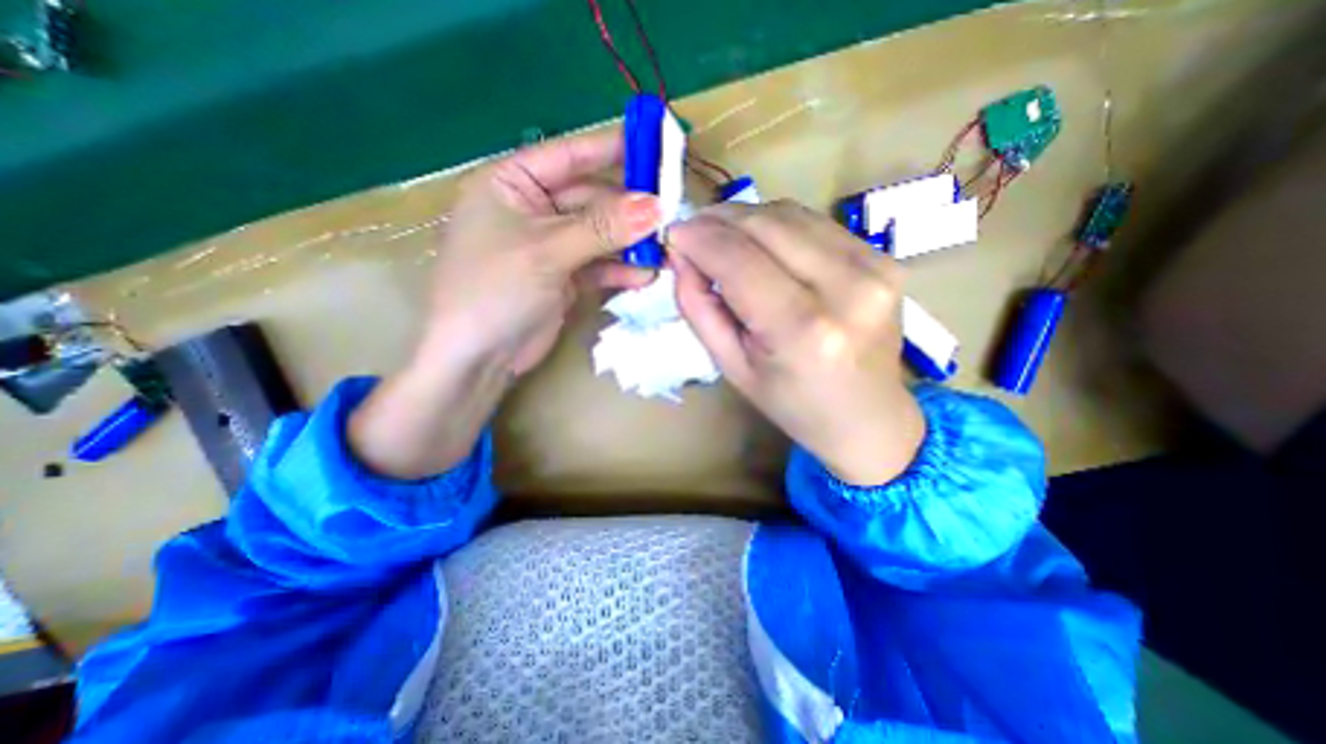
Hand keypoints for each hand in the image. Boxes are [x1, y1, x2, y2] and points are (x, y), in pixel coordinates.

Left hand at [351, 127, 663, 479]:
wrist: (479, 358)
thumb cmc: (494, 290)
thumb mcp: (547, 251)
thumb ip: (602, 228)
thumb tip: (655, 206)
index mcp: (512, 184)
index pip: (569, 156)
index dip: (611, 149)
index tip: (655, 145)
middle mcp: (533, 210)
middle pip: (592, 199)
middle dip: (629, 209)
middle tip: (669, 214)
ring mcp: (552, 246)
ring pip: (600, 235)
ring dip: (630, 243)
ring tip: (663, 249)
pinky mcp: (565, 277)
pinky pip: (599, 265)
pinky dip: (620, 269)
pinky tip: (644, 275)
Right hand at [669, 201, 923, 487]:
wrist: (867, 416)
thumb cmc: (792, 403)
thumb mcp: (732, 366)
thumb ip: (699, 308)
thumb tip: (682, 255)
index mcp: (802, 330)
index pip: (738, 260)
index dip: (699, 239)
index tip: (672, 234)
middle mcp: (846, 288)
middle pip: (765, 225)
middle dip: (718, 220)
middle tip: (691, 231)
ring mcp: (874, 266)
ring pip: (790, 214)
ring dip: (745, 218)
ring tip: (722, 237)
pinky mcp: (884, 257)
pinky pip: (814, 223)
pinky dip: (777, 225)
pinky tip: (762, 244)